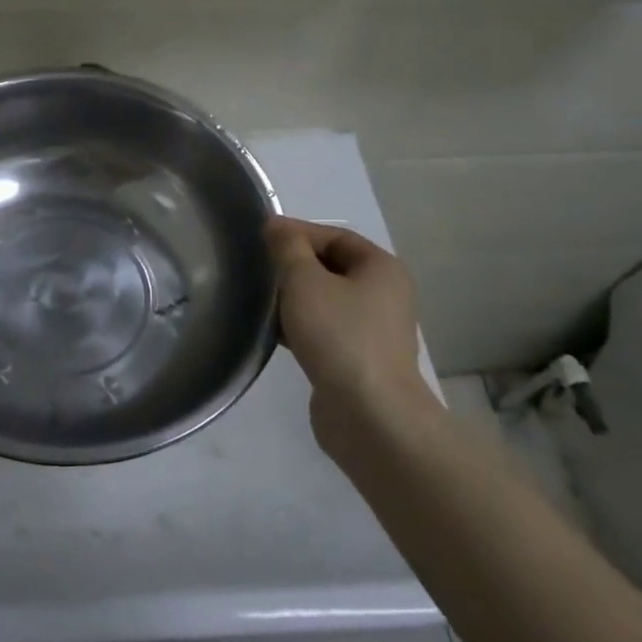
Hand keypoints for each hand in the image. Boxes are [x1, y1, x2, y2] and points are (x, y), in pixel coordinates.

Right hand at [265, 217, 426, 443]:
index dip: (297, 233)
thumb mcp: (305, 280)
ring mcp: (373, 331)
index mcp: (381, 268)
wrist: (369, 415)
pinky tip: (272, 332)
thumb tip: (276, 225)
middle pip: (330, 267)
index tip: (260, 239)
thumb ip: (287, 247)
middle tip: (256, 269)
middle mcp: (384, 295)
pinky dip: (300, 326)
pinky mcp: (358, 361)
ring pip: (325, 301)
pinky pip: (325, 331)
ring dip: (293, 298)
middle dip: (293, 266)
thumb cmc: (340, 335)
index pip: (335, 236)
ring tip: (258, 300)